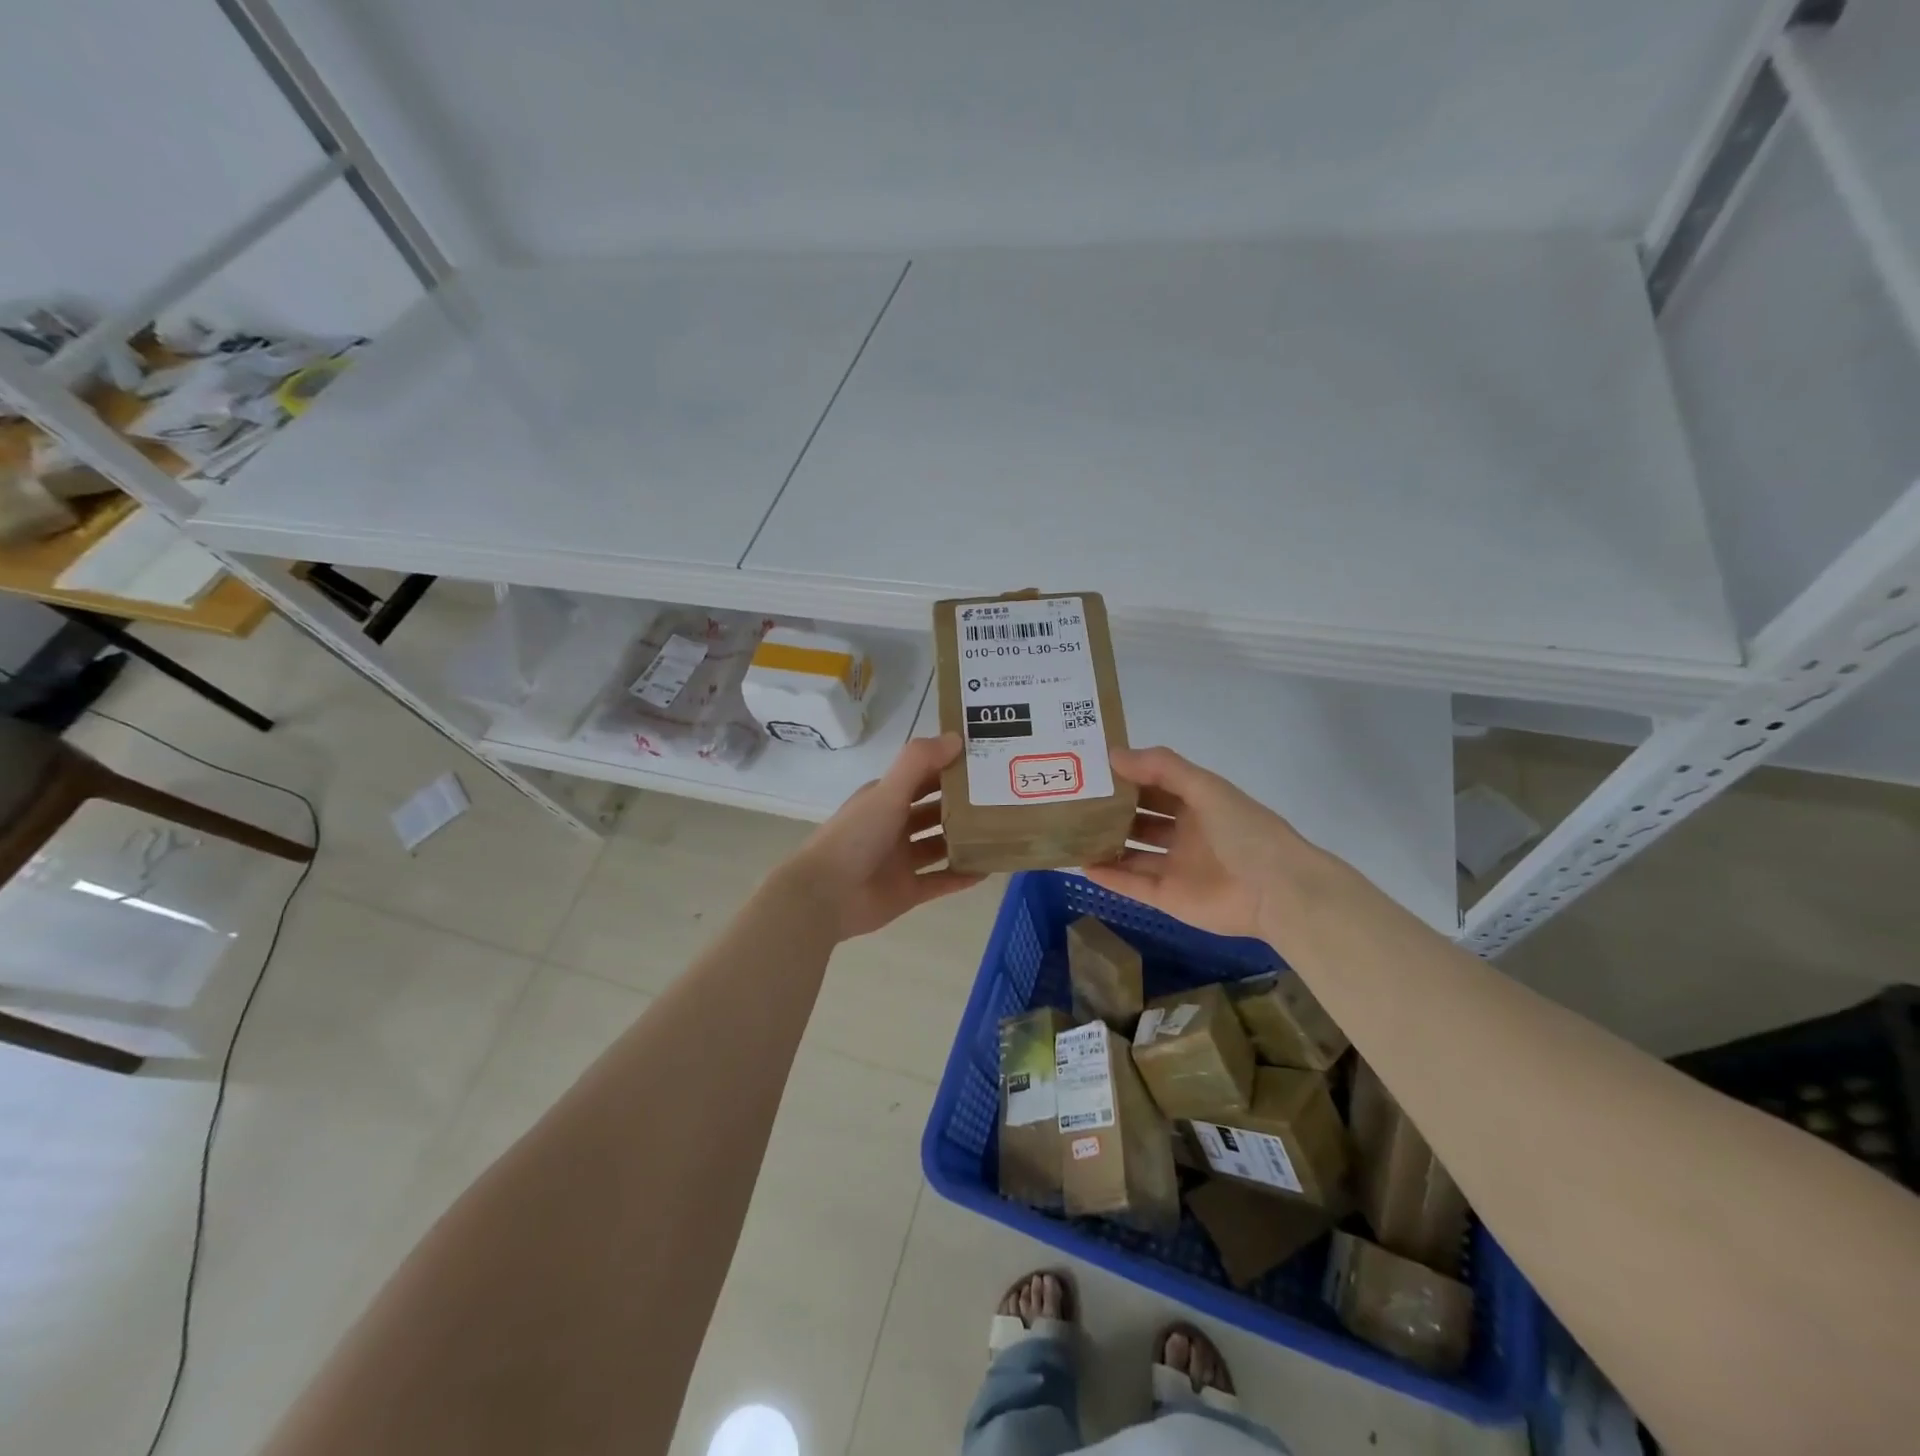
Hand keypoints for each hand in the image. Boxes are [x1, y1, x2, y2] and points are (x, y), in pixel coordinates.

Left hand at [782, 734, 983, 939]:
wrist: (825, 895)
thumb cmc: (856, 836)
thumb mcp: (887, 792)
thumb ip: (919, 762)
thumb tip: (958, 737)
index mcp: (885, 799)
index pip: (923, 778)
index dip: (950, 768)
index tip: (987, 762)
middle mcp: (894, 827)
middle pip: (934, 811)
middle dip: (963, 805)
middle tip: (1004, 798)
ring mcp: (900, 861)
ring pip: (939, 846)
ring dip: (965, 840)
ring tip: (1003, 832)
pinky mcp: (907, 891)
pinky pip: (941, 881)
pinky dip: (962, 876)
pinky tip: (990, 868)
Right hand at [1082, 746, 1327, 941]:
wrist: (1277, 891)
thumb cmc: (1244, 831)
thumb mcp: (1205, 787)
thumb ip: (1161, 767)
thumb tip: (1113, 754)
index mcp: (1197, 803)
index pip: (1154, 784)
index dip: (1126, 775)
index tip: (1090, 767)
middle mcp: (1184, 832)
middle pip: (1139, 818)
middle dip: (1110, 809)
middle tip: (1071, 800)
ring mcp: (1175, 866)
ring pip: (1132, 851)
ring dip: (1105, 843)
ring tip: (1069, 831)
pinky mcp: (1168, 896)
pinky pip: (1132, 884)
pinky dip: (1109, 875)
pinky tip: (1081, 864)